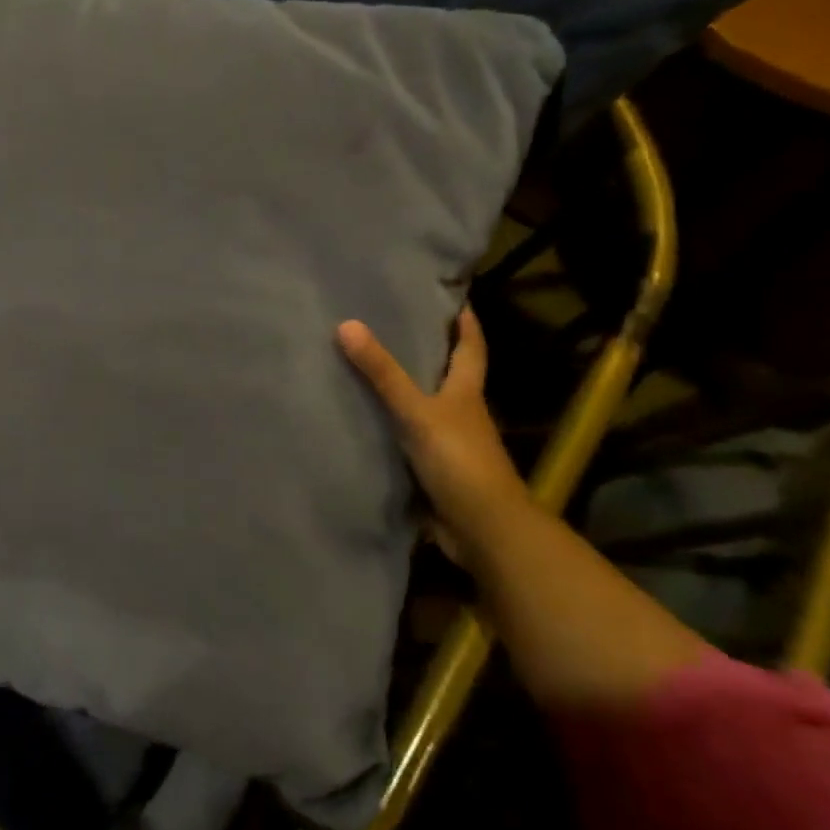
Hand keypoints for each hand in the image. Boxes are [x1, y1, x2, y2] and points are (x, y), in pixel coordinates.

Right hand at [337, 308, 527, 564]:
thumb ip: (383, 373)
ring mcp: (449, 444)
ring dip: (404, 392)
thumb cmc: (459, 461)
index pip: (470, 348)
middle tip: (393, 326)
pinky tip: (365, 421)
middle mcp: (461, 414)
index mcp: (466, 393)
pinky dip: (391, 427)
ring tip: (367, 368)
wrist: (483, 530)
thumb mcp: (417, 411)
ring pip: (425, 408)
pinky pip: (407, 440)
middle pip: (448, 375)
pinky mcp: (433, 470)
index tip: (455, 299)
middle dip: (428, 353)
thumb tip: (347, 324)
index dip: (465, 323)